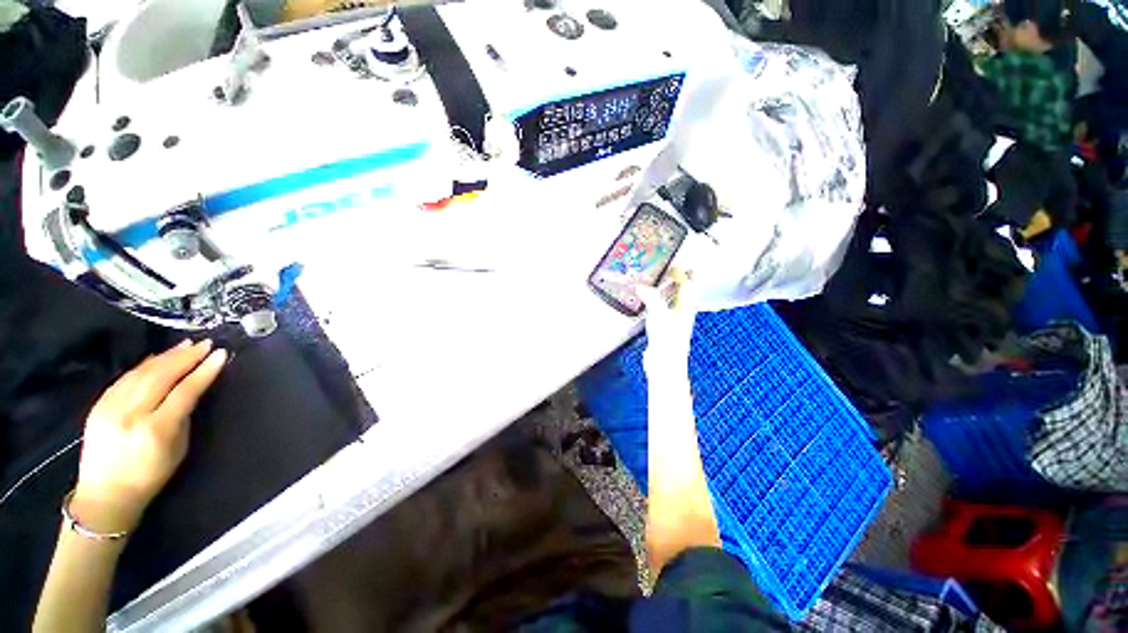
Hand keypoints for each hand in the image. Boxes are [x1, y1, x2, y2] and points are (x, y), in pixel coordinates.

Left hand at [72, 340, 226, 533]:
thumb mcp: (177, 449)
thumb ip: (183, 417)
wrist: (104, 496)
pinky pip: (125, 379)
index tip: (221, 354)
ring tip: (185, 345)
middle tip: (204, 344)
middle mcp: (131, 413)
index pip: (184, 391)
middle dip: (185, 357)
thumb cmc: (150, 477)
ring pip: (141, 373)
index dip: (204, 371)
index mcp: (155, 429)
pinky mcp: (98, 406)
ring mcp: (110, 408)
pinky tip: (156, 358)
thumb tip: (192, 390)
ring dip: (166, 357)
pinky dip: (144, 365)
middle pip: (160, 376)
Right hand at [637, 269, 697, 378]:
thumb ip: (651, 298)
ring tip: (661, 284)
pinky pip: (664, 310)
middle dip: (681, 280)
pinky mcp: (665, 330)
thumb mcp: (659, 314)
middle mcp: (683, 313)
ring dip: (670, 291)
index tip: (675, 265)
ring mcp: (675, 322)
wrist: (665, 365)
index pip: (688, 285)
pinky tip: (651, 305)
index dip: (682, 274)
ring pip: (675, 301)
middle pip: (685, 292)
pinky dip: (659, 303)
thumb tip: (642, 287)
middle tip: (674, 271)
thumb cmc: (668, 341)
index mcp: (686, 307)